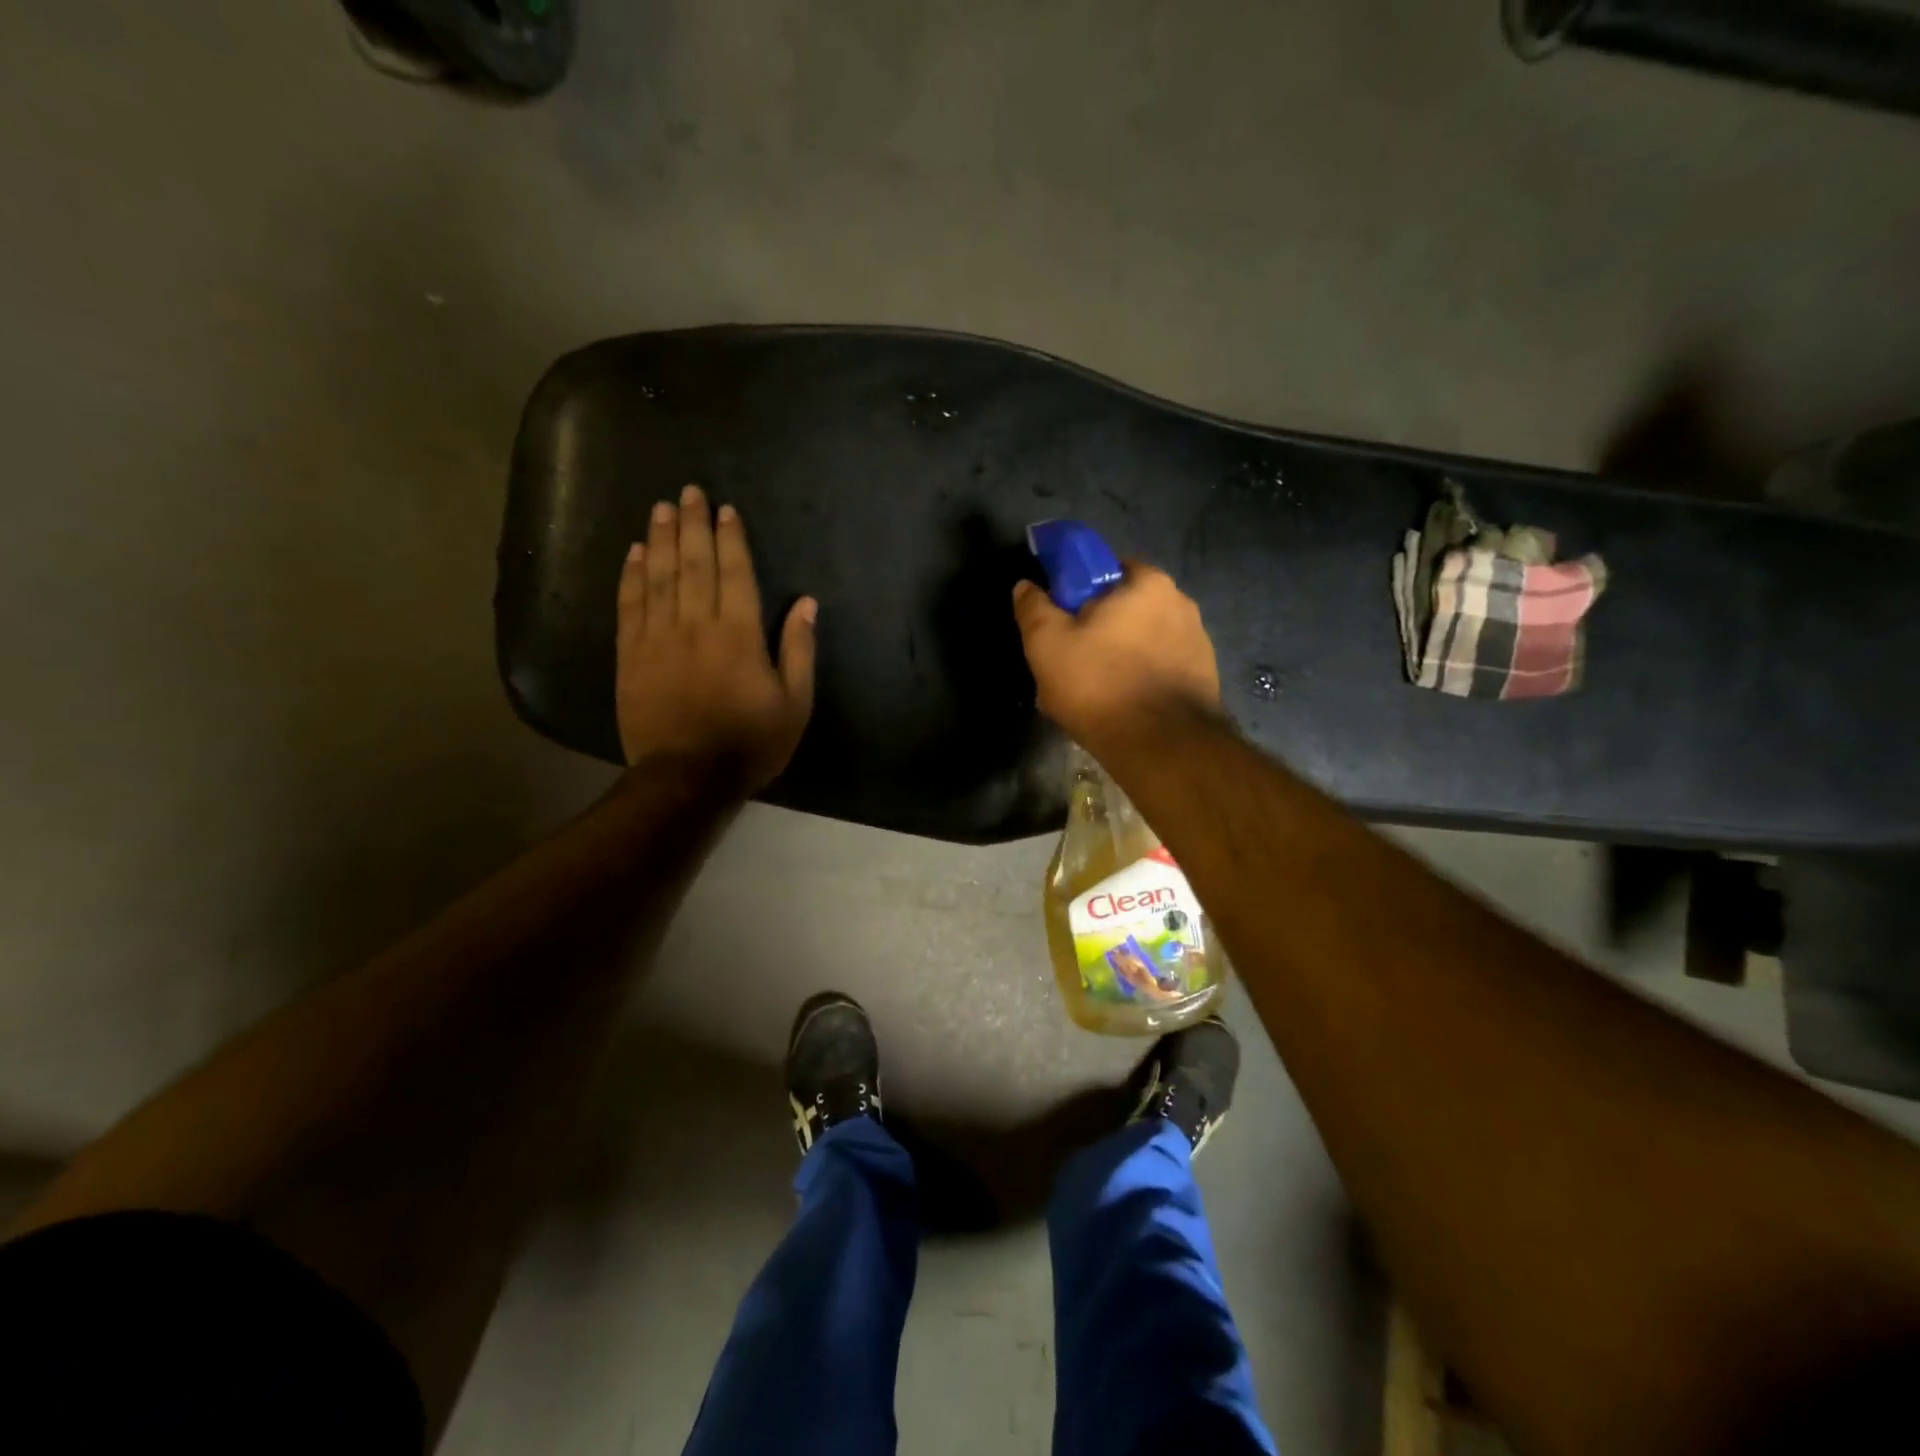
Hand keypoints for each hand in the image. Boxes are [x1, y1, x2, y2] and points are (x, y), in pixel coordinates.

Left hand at [616, 485, 816, 793]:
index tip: (725, 509)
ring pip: (659, 576)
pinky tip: (633, 553)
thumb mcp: (794, 703)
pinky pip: (630, 605)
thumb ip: (799, 650)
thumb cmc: (750, 743)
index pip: (734, 573)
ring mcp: (658, 638)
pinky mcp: (631, 655)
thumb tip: (806, 603)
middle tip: (688, 492)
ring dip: (660, 539)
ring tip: (661, 509)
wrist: (686, 777)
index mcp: (739, 634)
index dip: (730, 538)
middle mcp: (696, 624)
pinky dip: (631, 576)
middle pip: (693, 564)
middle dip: (692, 525)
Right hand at [1011, 562, 1220, 752]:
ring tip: (1095, 692)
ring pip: (1144, 641)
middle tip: (1072, 660)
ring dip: (1122, 656)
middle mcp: (1181, 603)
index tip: (1062, 620)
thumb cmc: (1100, 684)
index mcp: (1147, 583)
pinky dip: (1141, 680)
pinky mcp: (1205, 679)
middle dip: (1101, 628)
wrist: (1162, 748)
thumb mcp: (1047, 645)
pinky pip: (1161, 669)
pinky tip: (1122, 706)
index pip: (1106, 568)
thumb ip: (1034, 609)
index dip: (1078, 591)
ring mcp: (1199, 643)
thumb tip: (1026, 586)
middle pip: (1127, 607)